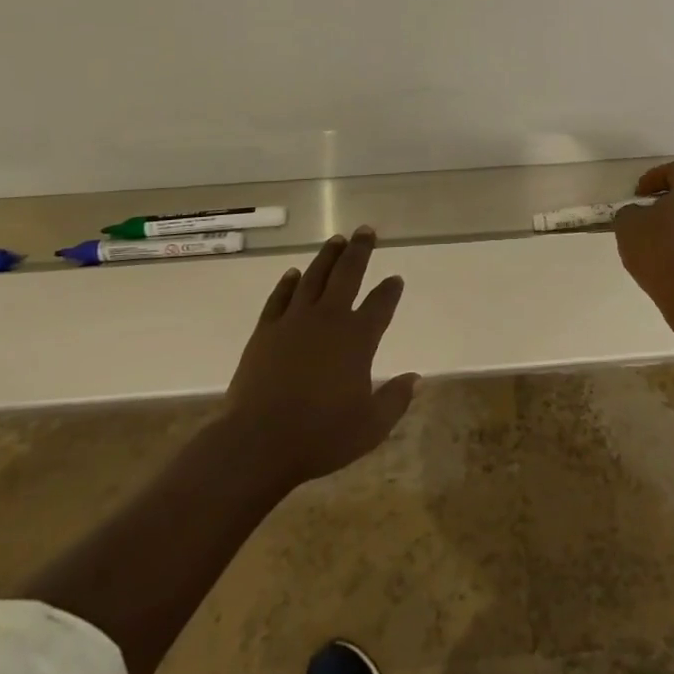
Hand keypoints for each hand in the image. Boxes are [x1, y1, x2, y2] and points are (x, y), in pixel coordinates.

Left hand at [224, 226, 418, 492]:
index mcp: (358, 339)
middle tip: (366, 230)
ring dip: (326, 257)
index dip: (390, 290)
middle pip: (348, 274)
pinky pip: (279, 298)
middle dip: (359, 250)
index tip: (396, 278)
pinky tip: (293, 273)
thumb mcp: (370, 427)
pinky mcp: (265, 331)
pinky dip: (287, 283)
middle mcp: (329, 320)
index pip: (381, 304)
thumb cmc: (320, 436)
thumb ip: (395, 400)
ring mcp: (294, 322)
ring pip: (314, 277)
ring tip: (336, 239)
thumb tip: (416, 378)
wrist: (257, 442)